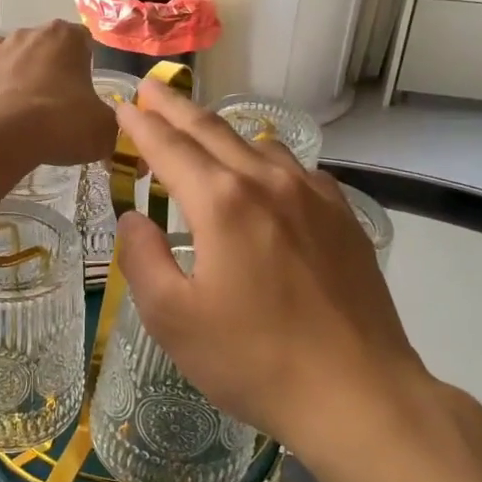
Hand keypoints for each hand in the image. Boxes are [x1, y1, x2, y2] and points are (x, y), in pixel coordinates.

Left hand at [0, 21, 114, 169]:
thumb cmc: (59, 124)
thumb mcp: (102, 129)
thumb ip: (110, 123)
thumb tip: (108, 128)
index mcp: (64, 38)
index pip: (82, 39)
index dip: (86, 63)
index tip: (86, 89)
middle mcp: (25, 36)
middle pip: (42, 44)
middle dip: (48, 66)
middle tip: (55, 102)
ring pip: (2, 52)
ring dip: (10, 70)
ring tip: (18, 102)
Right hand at [112, 80, 440, 457]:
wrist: (358, 393)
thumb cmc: (253, 360)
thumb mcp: (173, 318)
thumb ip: (142, 258)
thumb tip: (133, 217)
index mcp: (221, 202)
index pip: (169, 147)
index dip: (140, 124)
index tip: (123, 104)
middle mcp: (267, 182)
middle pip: (212, 130)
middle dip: (175, 107)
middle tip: (151, 88)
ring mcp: (312, 195)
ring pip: (256, 144)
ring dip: (220, 132)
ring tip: (199, 130)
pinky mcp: (342, 216)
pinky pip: (294, 168)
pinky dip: (263, 158)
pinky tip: (263, 171)